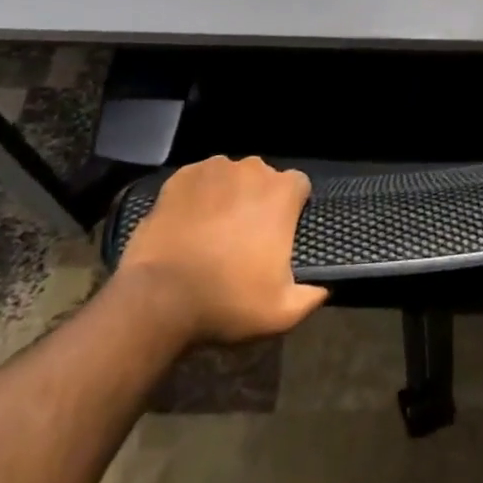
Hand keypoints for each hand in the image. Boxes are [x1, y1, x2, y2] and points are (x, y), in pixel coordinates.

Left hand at [117, 155, 327, 344]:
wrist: (159, 298)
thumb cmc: (227, 300)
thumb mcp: (280, 313)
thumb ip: (310, 297)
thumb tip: (324, 289)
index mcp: (282, 193)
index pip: (299, 186)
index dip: (292, 208)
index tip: (280, 234)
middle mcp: (252, 169)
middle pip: (263, 179)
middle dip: (258, 201)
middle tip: (244, 237)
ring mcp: (214, 169)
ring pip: (230, 177)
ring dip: (228, 196)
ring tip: (213, 231)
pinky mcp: (181, 177)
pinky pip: (198, 181)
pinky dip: (197, 197)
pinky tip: (188, 224)